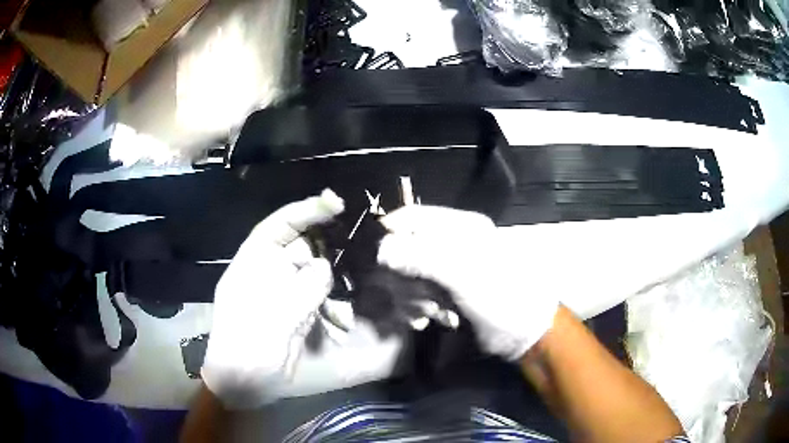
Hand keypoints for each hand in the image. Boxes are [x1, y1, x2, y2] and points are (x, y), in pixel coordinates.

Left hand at [201, 189, 343, 408]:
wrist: (245, 384)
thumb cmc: (250, 346)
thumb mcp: (278, 314)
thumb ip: (306, 285)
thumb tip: (324, 267)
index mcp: (253, 263)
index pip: (280, 225)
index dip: (306, 211)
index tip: (336, 204)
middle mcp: (268, 272)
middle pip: (302, 249)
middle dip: (326, 254)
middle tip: (355, 253)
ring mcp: (282, 294)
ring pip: (314, 277)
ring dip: (330, 291)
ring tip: (341, 310)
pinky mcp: (295, 313)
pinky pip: (317, 301)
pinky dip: (330, 311)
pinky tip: (339, 327)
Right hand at [377, 205, 557, 360]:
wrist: (525, 333)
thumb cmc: (502, 298)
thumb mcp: (466, 276)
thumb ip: (423, 258)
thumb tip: (381, 251)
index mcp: (458, 227)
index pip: (410, 217)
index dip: (389, 234)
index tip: (380, 262)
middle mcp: (448, 244)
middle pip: (402, 250)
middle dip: (405, 279)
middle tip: (421, 298)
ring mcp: (445, 270)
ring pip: (405, 277)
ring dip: (412, 299)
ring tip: (433, 313)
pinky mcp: (443, 292)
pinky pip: (413, 295)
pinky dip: (416, 309)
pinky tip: (431, 320)